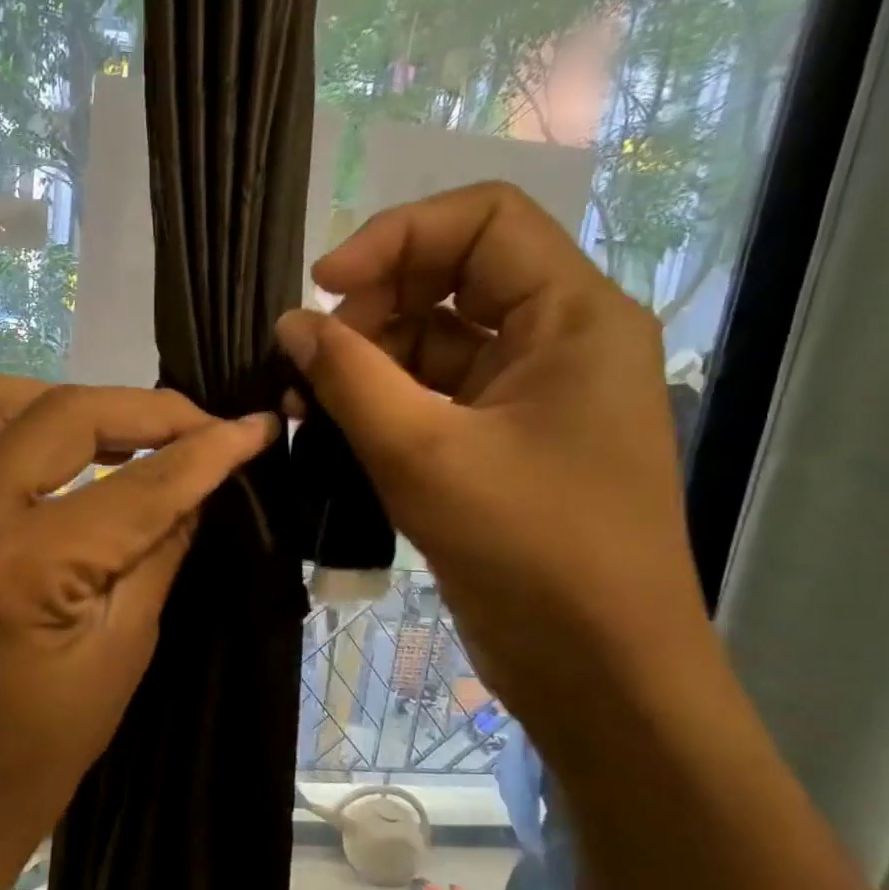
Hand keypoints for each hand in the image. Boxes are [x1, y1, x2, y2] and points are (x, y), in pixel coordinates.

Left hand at [0, 373, 277, 870]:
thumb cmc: (43, 746)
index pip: (135, 486)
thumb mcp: (124, 649)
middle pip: (61, 415)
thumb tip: (199, 478)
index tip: (253, 429)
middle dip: (142, 411)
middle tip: (195, 429)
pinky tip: (34, 455)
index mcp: (18, 567)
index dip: (205, 452)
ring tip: (108, 436)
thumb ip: (162, 548)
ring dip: (56, 403)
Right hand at [276, 183, 714, 746]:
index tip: (323, 285)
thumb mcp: (424, 454)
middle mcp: (562, 340)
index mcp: (574, 315)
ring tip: (309, 403)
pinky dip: (386, 403)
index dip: (396, 235)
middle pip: (454, 278)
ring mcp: (534, 394)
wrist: (598, 670)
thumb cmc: (530, 550)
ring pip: (437, 342)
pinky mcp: (507, 442)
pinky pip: (438, 395)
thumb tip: (290, 322)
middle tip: (310, 359)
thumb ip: (349, 377)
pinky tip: (337, 430)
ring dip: (369, 361)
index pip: (483, 219)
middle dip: (374, 307)